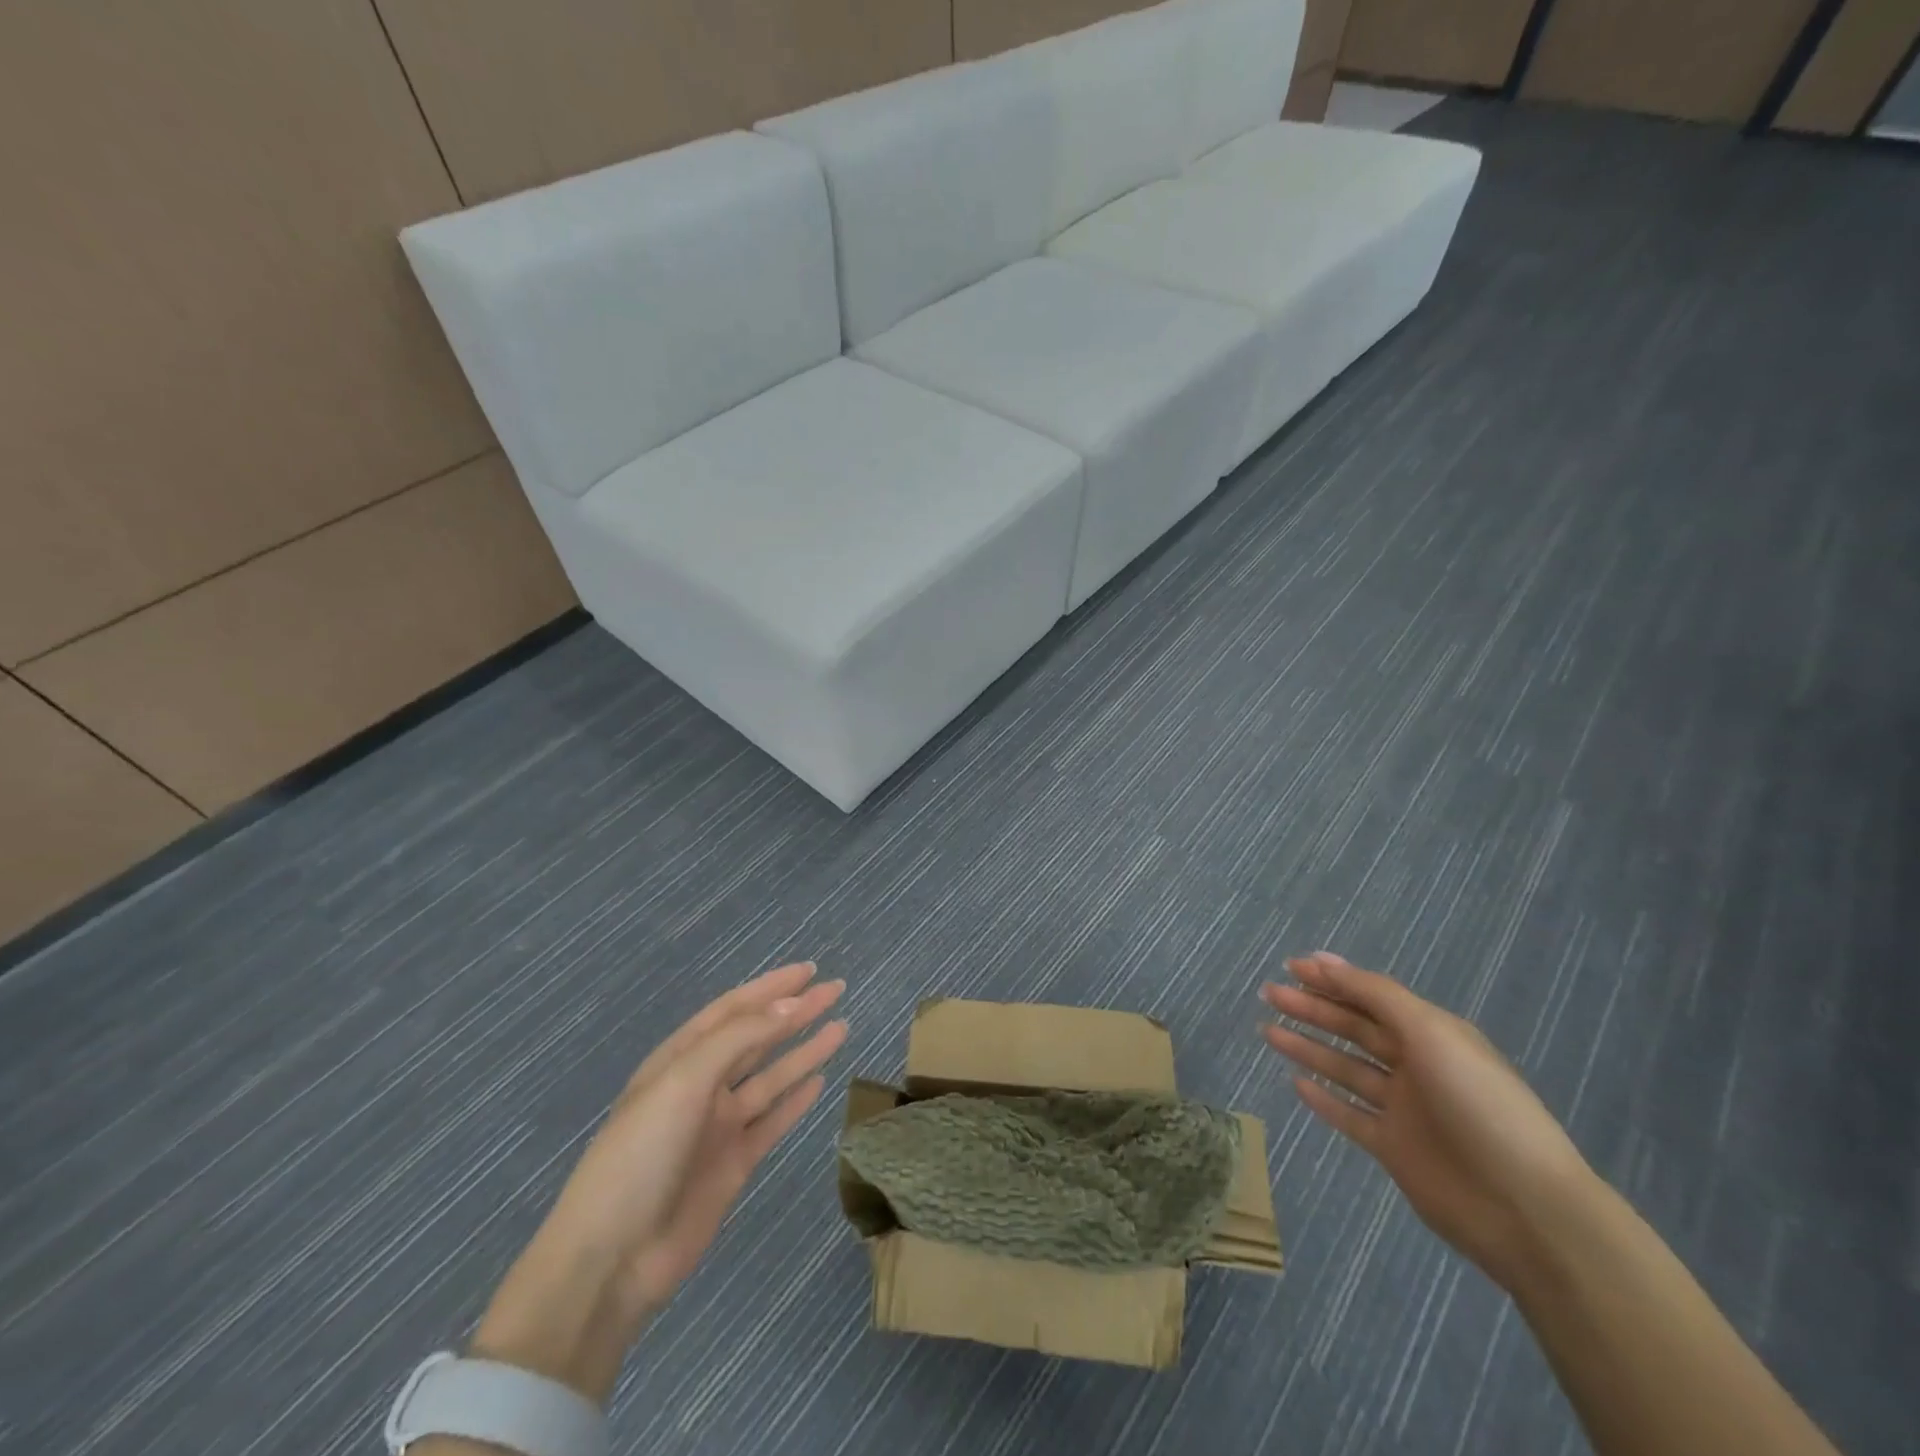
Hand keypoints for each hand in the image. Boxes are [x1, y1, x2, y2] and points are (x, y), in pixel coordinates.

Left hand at [471, 963, 846, 1401]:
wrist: (611, 1260)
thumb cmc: (640, 1155)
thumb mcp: (683, 1082)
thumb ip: (739, 1039)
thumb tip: (791, 1005)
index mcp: (679, 1059)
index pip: (733, 1010)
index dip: (771, 988)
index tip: (810, 970)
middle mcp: (701, 1085)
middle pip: (757, 1038)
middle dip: (795, 1013)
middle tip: (836, 990)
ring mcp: (718, 1127)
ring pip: (771, 1077)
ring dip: (804, 1052)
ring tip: (841, 1027)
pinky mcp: (734, 1163)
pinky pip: (772, 1121)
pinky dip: (795, 1100)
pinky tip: (820, 1081)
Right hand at [1260, 951, 1595, 1288]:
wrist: (1526, 1208)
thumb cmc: (1479, 1103)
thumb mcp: (1431, 1032)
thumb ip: (1375, 995)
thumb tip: (1324, 960)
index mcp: (1432, 1034)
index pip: (1371, 997)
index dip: (1332, 980)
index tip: (1291, 967)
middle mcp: (1416, 1065)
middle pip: (1353, 1029)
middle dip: (1311, 1009)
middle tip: (1268, 994)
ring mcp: (1404, 1109)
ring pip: (1345, 1068)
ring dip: (1308, 1047)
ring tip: (1267, 1031)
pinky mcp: (1394, 1149)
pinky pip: (1350, 1115)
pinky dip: (1323, 1099)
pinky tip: (1295, 1082)